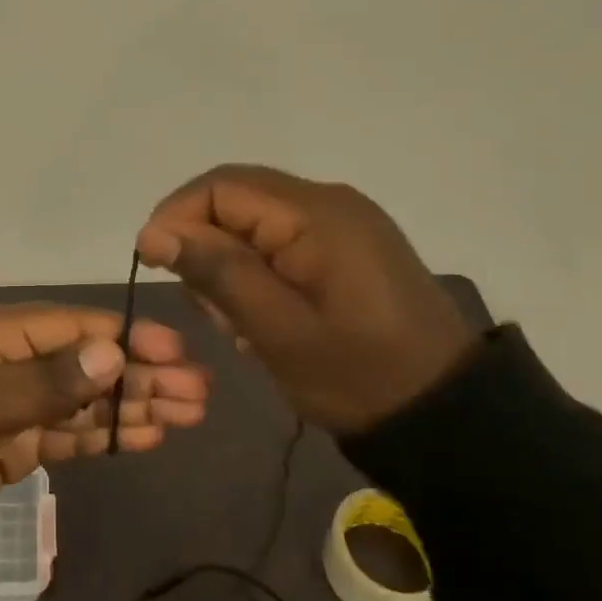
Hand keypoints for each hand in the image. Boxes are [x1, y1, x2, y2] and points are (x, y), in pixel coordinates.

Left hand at [0, 303, 210, 523]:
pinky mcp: (16, 441)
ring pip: (86, 398)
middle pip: (89, 361)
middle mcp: (12, 358)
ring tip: (188, 415)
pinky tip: (147, 437)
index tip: (177, 351)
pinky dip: (106, 435)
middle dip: (142, 374)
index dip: (128, 337)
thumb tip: (114, 350)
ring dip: (134, 405)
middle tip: (198, 392)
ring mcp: (16, 401)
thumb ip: (47, 381)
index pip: (75, 327)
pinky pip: (70, 432)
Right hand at [136, 164, 476, 435]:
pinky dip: (258, 269)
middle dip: (203, 244)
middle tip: (206, 308)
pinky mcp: (350, 245)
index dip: (176, 217)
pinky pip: (283, 238)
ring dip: (229, 261)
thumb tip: (153, 232)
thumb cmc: (359, 376)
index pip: (220, 186)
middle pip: (237, 198)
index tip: (155, 266)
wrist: (448, 414)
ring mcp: (344, 221)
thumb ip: (217, 273)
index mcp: (315, 213)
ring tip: (237, 322)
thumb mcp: (278, 331)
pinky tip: (263, 314)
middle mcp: (329, 201)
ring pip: (255, 220)